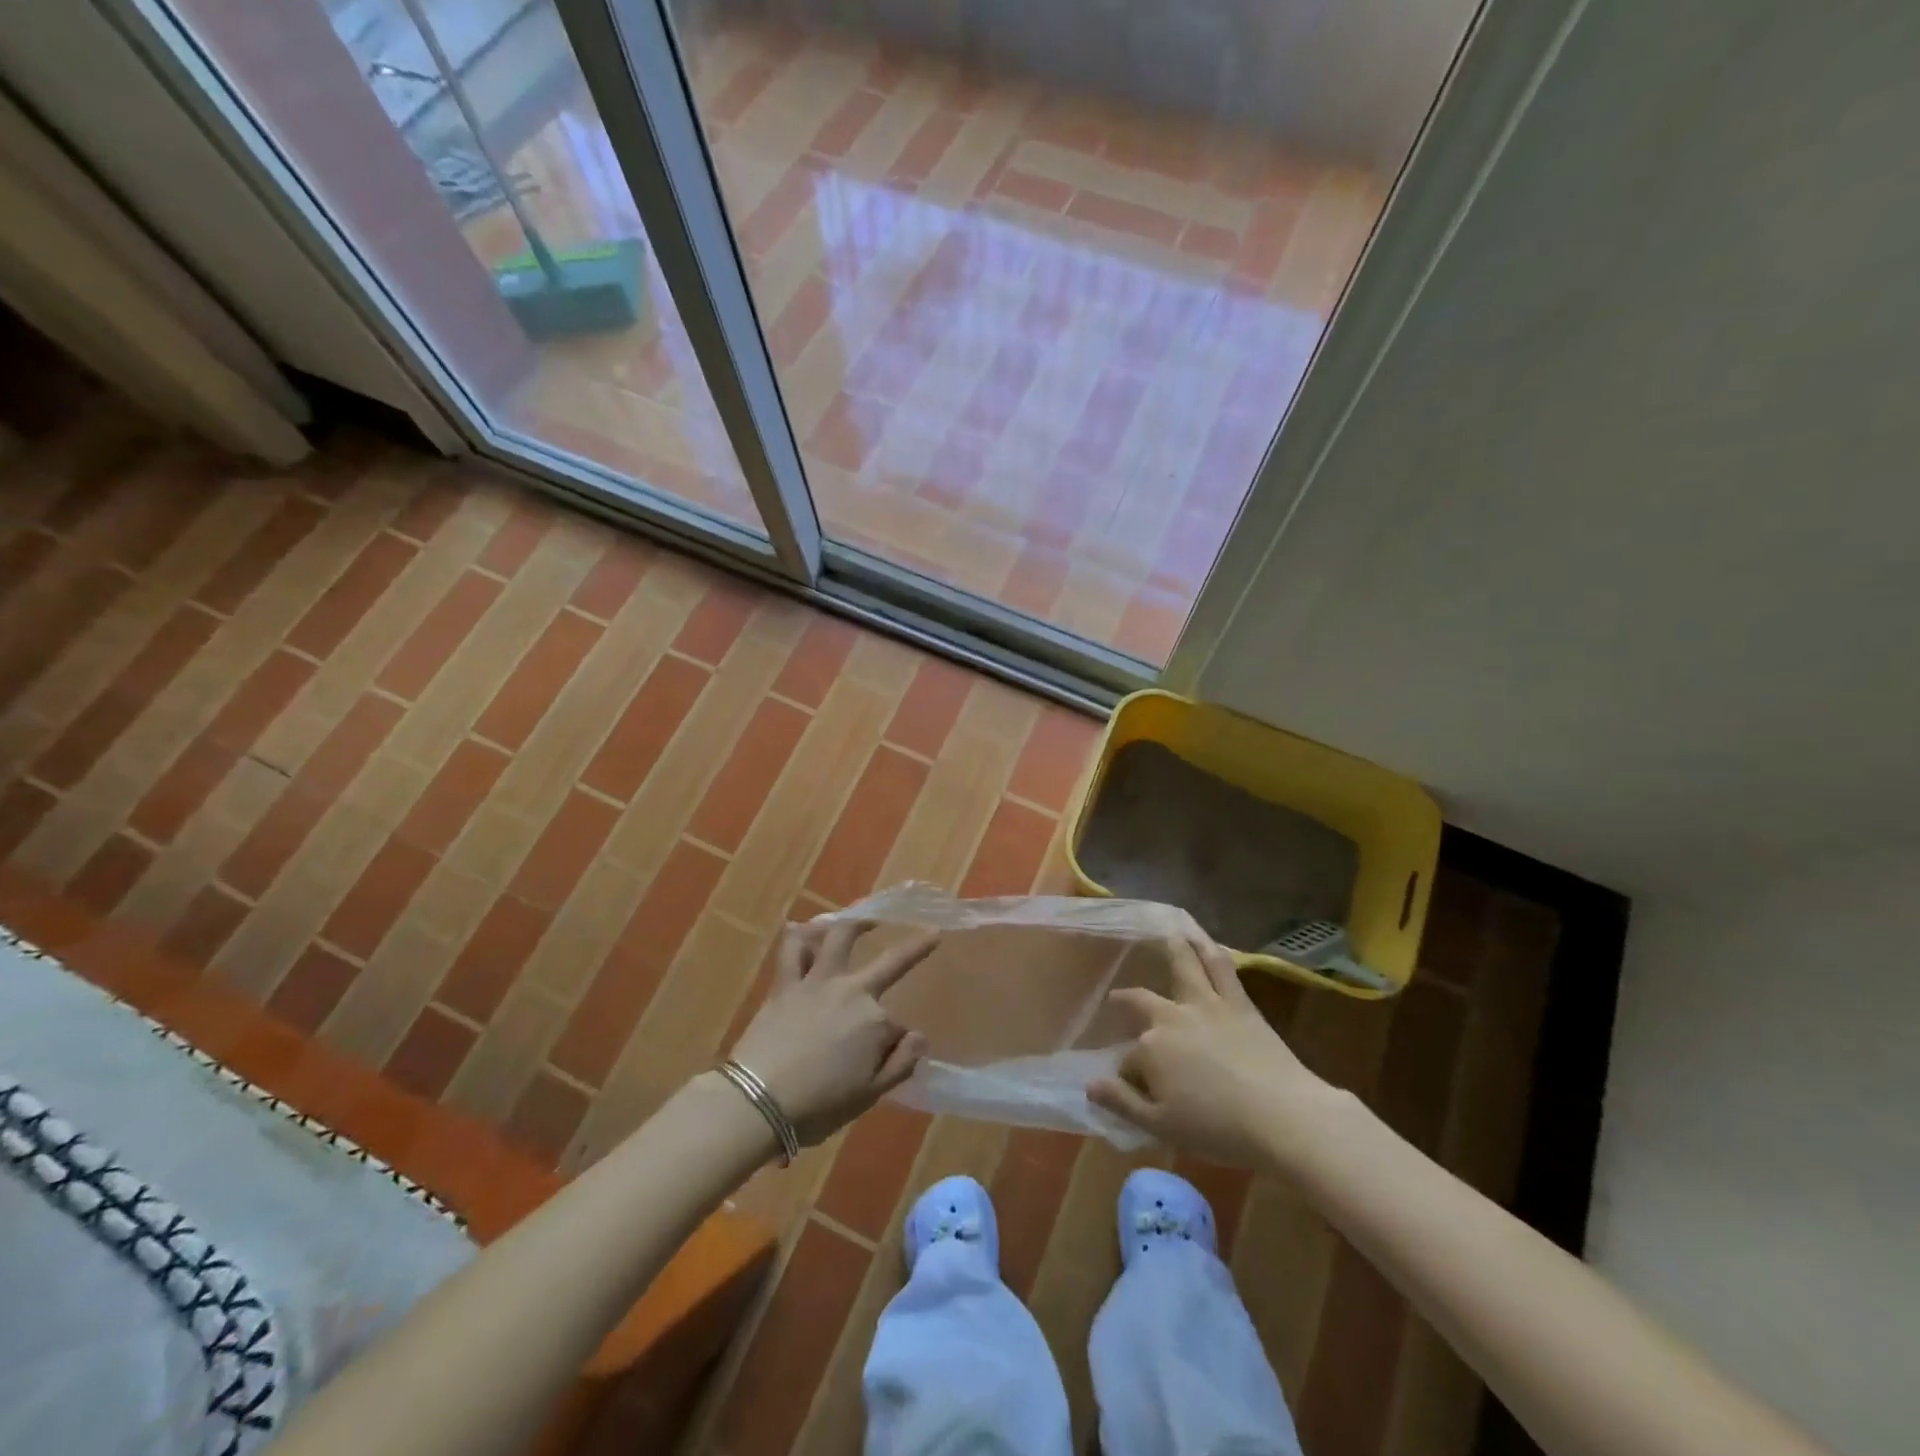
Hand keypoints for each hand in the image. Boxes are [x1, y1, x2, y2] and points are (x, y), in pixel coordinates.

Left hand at [726, 920, 936, 1146]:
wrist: (759, 1101)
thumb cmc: (818, 1105)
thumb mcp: (869, 1095)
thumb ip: (900, 1064)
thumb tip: (919, 1036)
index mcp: (876, 1022)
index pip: (896, 1027)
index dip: (894, 1043)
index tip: (886, 1060)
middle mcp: (852, 991)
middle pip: (891, 962)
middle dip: (916, 946)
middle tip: (931, 932)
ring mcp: (817, 982)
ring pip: (840, 938)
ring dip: (857, 923)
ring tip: (867, 918)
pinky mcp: (785, 983)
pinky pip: (791, 950)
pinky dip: (798, 936)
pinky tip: (802, 927)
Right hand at [1088, 930, 1342, 1171]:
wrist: (1282, 1116)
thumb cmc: (1218, 1129)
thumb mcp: (1161, 1126)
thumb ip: (1122, 1103)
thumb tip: (1090, 1085)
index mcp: (1150, 1049)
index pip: (1129, 1060)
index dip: (1128, 1075)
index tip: (1134, 1089)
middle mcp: (1171, 1017)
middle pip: (1140, 1002)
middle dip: (1126, 1002)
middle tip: (1118, 1000)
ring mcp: (1205, 1003)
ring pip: (1182, 966)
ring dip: (1171, 949)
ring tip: (1165, 934)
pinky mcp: (1238, 1002)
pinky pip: (1221, 967)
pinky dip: (1210, 949)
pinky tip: (1204, 940)